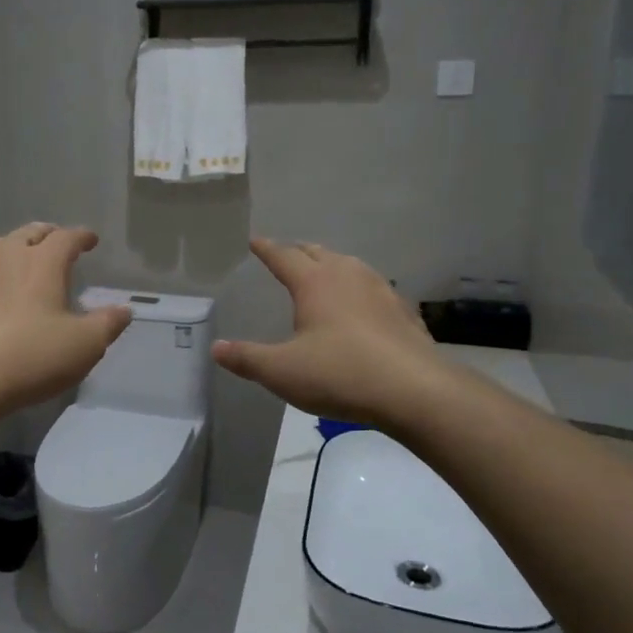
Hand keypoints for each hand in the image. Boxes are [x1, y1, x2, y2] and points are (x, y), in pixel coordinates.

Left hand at [0, 223, 132, 417]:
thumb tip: (124, 310)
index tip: (90, 240)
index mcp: (41, 261)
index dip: (81, 236)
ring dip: (14, 248)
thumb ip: (107, 324)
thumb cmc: (30, 357)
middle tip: (57, 243)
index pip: (66, 237)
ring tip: (22, 259)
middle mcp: (5, 255)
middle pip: (29, 232)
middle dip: (47, 235)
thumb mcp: (84, 345)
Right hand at [212, 238, 445, 426]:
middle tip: (286, 254)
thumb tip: (216, 347)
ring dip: (332, 266)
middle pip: (319, 253)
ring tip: (323, 275)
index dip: (266, 249)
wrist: (415, 391)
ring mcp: (381, 291)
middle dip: (299, 251)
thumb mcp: (282, 372)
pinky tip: (362, 308)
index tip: (254, 241)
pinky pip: (374, 289)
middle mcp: (348, 276)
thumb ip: (247, 358)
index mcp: (315, 283)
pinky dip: (359, 290)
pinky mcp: (403, 312)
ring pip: (350, 266)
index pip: (284, 257)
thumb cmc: (340, 374)